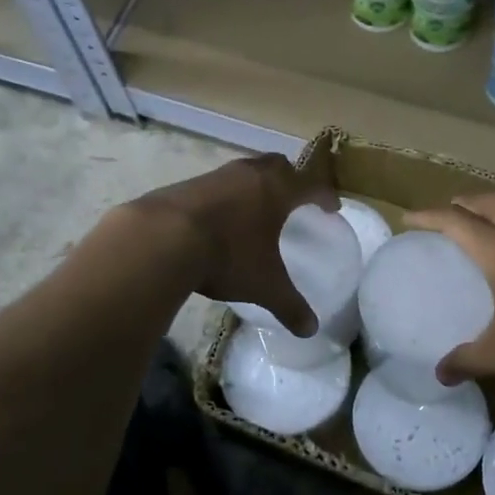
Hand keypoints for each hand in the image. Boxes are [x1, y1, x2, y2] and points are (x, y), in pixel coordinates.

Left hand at [124, 155, 339, 335]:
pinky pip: (216, 185)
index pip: (311, 185)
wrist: (161, 238)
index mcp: (277, 190)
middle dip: (290, 179)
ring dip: (254, 185)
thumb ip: (289, 305)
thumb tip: (311, 329)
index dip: (325, 196)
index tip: (332, 207)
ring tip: (255, 209)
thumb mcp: (264, 285)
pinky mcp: (186, 184)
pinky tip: (218, 219)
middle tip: (293, 198)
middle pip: (278, 165)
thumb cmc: (228, 256)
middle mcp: (249, 174)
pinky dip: (225, 197)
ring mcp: (215, 176)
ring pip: (244, 171)